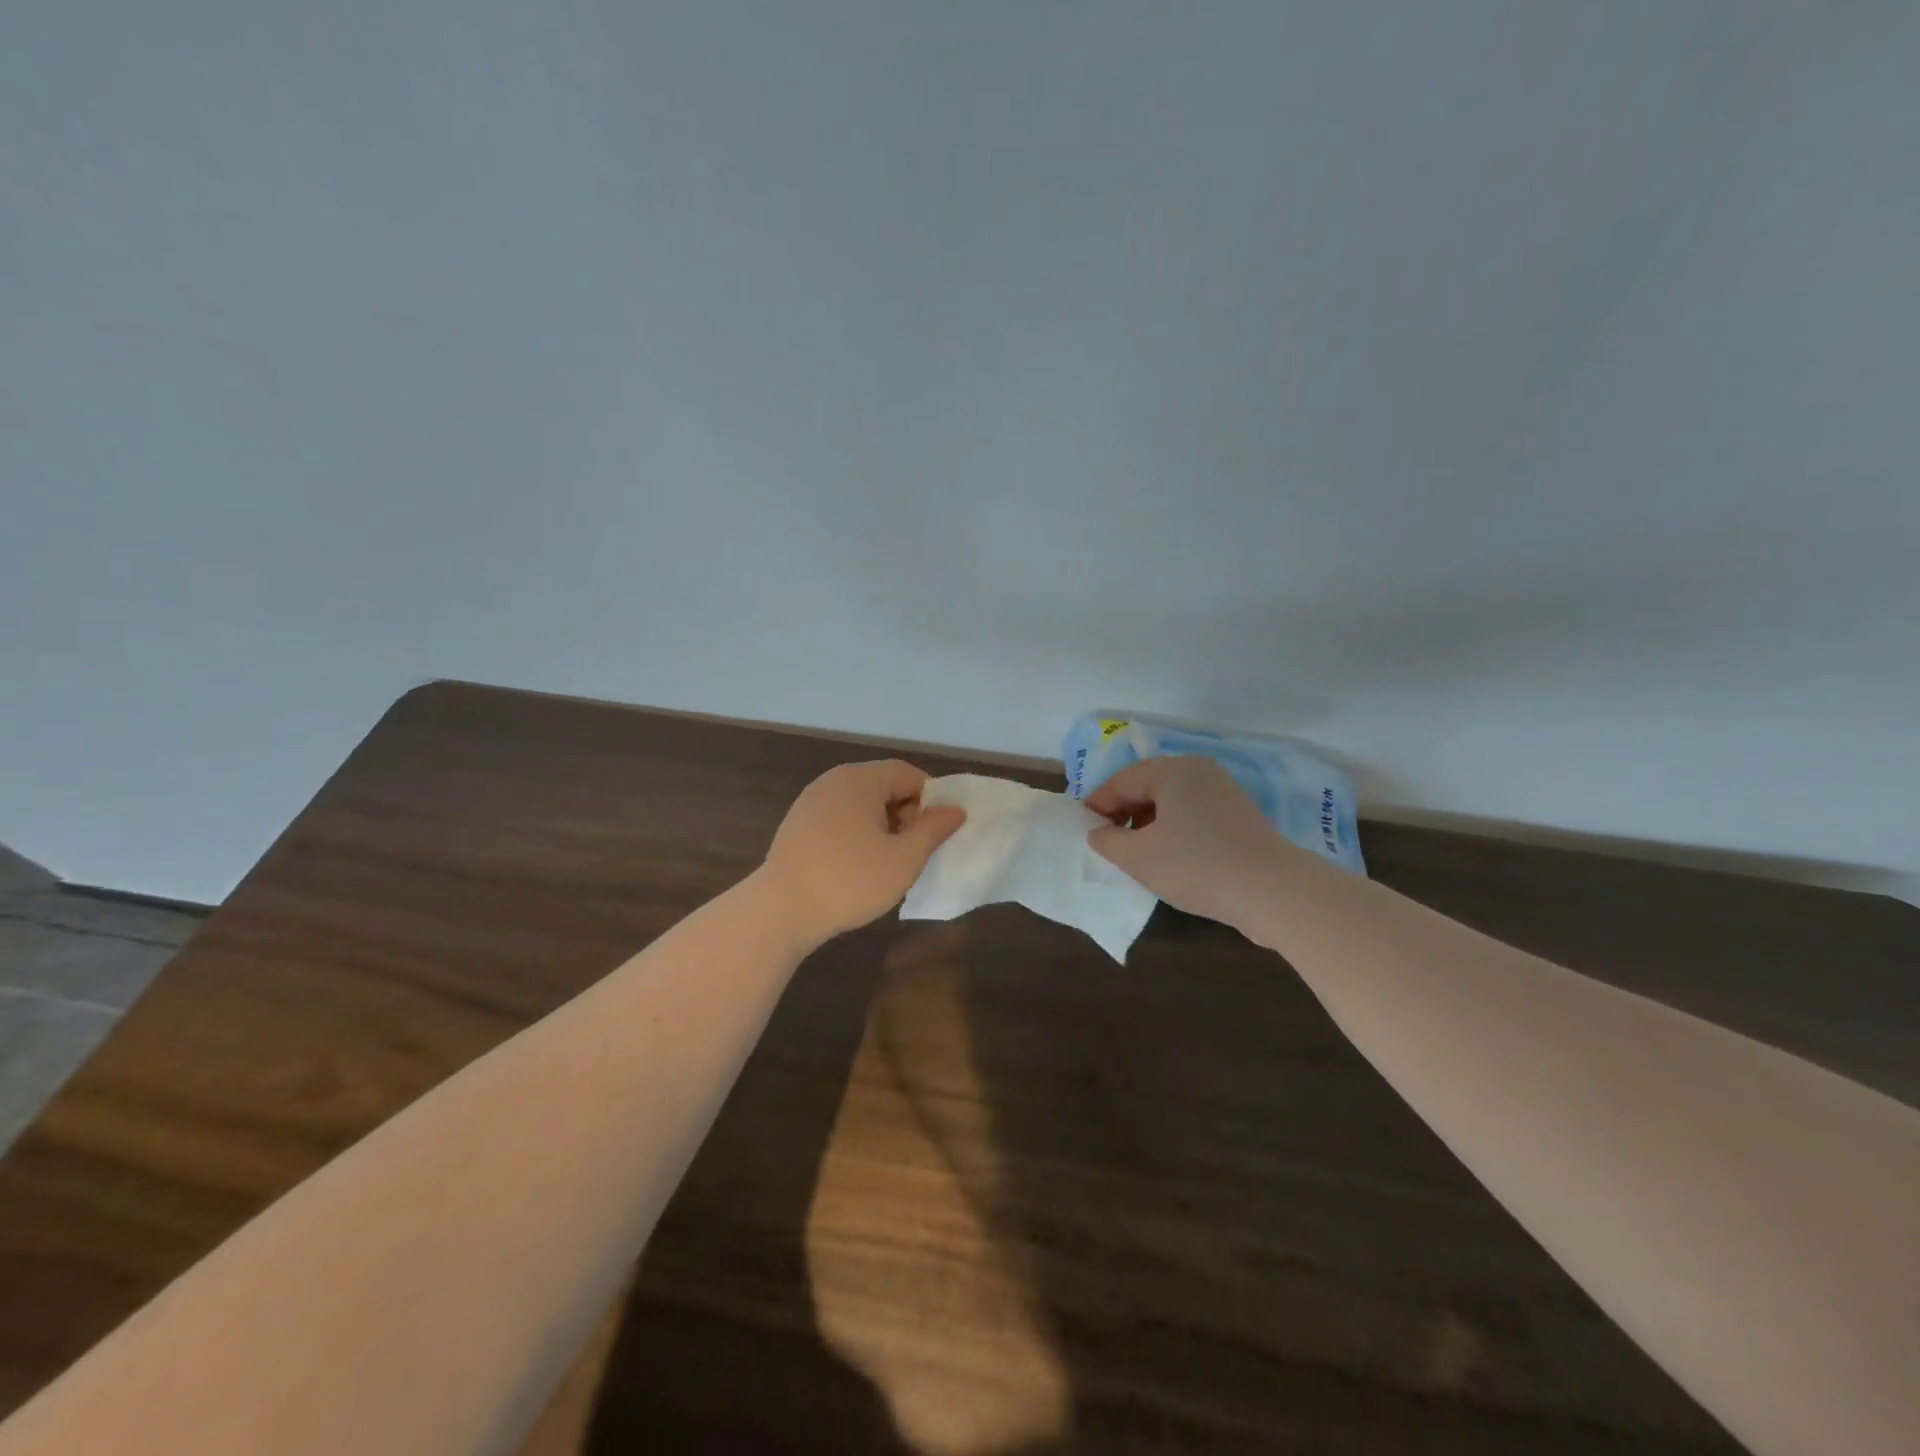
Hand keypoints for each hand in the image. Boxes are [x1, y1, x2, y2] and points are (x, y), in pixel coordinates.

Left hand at [762, 760, 966, 945]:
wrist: (781, 911)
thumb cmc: (850, 880)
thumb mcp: (904, 858)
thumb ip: (933, 830)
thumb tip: (955, 810)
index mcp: (859, 780)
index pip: (907, 774)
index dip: (930, 800)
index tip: (935, 833)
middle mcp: (833, 781)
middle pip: (883, 786)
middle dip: (906, 815)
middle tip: (913, 851)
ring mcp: (810, 802)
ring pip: (862, 805)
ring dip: (882, 827)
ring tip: (888, 862)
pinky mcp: (797, 825)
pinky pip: (840, 819)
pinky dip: (857, 835)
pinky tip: (857, 867)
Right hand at [1086, 757, 1296, 928]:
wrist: (1273, 891)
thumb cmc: (1196, 865)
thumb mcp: (1138, 857)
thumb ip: (1109, 841)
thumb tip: (1099, 833)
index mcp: (1173, 770)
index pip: (1122, 780)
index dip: (1098, 803)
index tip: (1083, 827)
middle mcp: (1199, 772)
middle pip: (1148, 786)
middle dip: (1124, 812)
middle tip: (1107, 840)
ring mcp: (1224, 793)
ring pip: (1172, 802)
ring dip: (1148, 823)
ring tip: (1136, 853)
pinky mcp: (1240, 817)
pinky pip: (1194, 815)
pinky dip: (1174, 830)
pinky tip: (1169, 857)